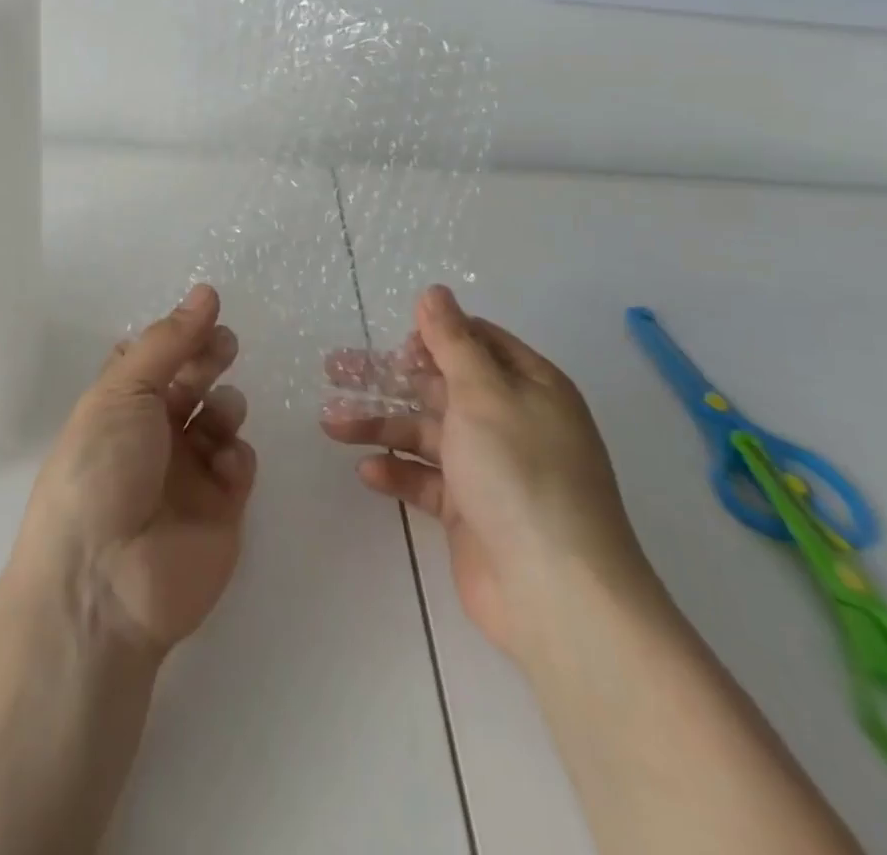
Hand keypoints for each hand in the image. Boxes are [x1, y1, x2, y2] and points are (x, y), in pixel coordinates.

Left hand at [9, 284, 257, 657]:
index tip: (208, 309)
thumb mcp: (123, 391)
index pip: (153, 359)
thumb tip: (205, 292)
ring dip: (224, 405)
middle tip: (225, 345)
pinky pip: (239, 462)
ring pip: (220, 418)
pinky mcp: (221, 508)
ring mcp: (188, 472)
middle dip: (209, 359)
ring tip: (220, 411)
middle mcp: (153, 434)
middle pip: (190, 382)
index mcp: (119, 405)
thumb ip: (168, 342)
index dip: (178, 335)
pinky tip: (224, 462)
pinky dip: (236, 453)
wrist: (106, 580)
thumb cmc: (101, 469)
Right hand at [322, 286, 656, 659]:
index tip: (396, 343)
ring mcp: (491, 469)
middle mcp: (511, 421)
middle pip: (440, 386)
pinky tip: (368, 470)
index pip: (478, 343)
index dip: (435, 337)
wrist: (555, 594)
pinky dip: (398, 471)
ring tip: (330, 423)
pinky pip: (427, 480)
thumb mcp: (483, 393)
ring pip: (425, 433)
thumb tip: (434, 292)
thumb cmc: (521, 473)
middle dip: (389, 379)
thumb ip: (453, 342)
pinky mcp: (471, 512)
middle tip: (335, 370)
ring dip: (380, 425)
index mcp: (529, 386)